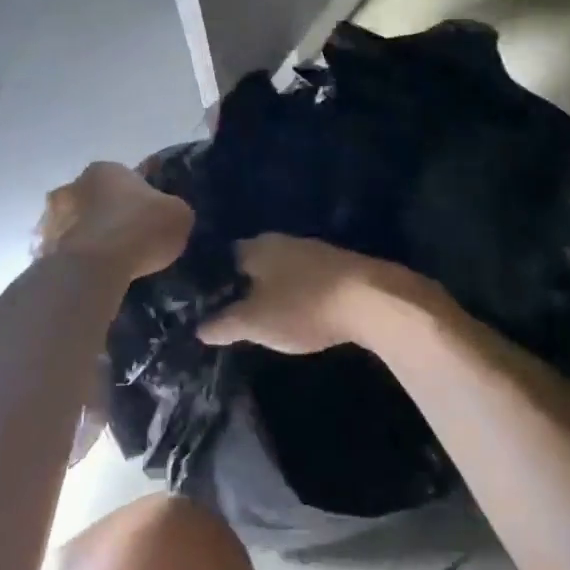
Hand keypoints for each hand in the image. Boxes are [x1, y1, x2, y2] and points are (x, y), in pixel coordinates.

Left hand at [36, 162, 192, 282]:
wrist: (95, 267)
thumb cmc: (141, 229)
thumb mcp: (179, 214)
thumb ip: (172, 209)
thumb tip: (168, 215)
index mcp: (105, 170)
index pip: (125, 177)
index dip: (139, 197)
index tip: (149, 217)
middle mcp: (73, 186)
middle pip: (94, 199)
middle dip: (107, 214)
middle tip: (128, 239)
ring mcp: (51, 219)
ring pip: (74, 225)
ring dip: (87, 237)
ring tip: (108, 262)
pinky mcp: (41, 250)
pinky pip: (63, 254)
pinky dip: (74, 262)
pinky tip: (90, 277)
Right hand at [199, 234, 409, 354]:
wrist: (370, 300)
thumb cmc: (303, 306)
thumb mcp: (255, 322)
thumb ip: (224, 324)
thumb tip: (199, 328)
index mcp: (257, 247)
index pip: (222, 259)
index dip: (212, 281)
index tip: (204, 303)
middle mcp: (282, 240)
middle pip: (252, 263)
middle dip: (242, 286)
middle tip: (230, 314)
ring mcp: (312, 251)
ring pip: (280, 270)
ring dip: (271, 290)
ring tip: (260, 317)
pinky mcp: (336, 266)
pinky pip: (304, 279)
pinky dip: (295, 294)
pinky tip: (296, 313)